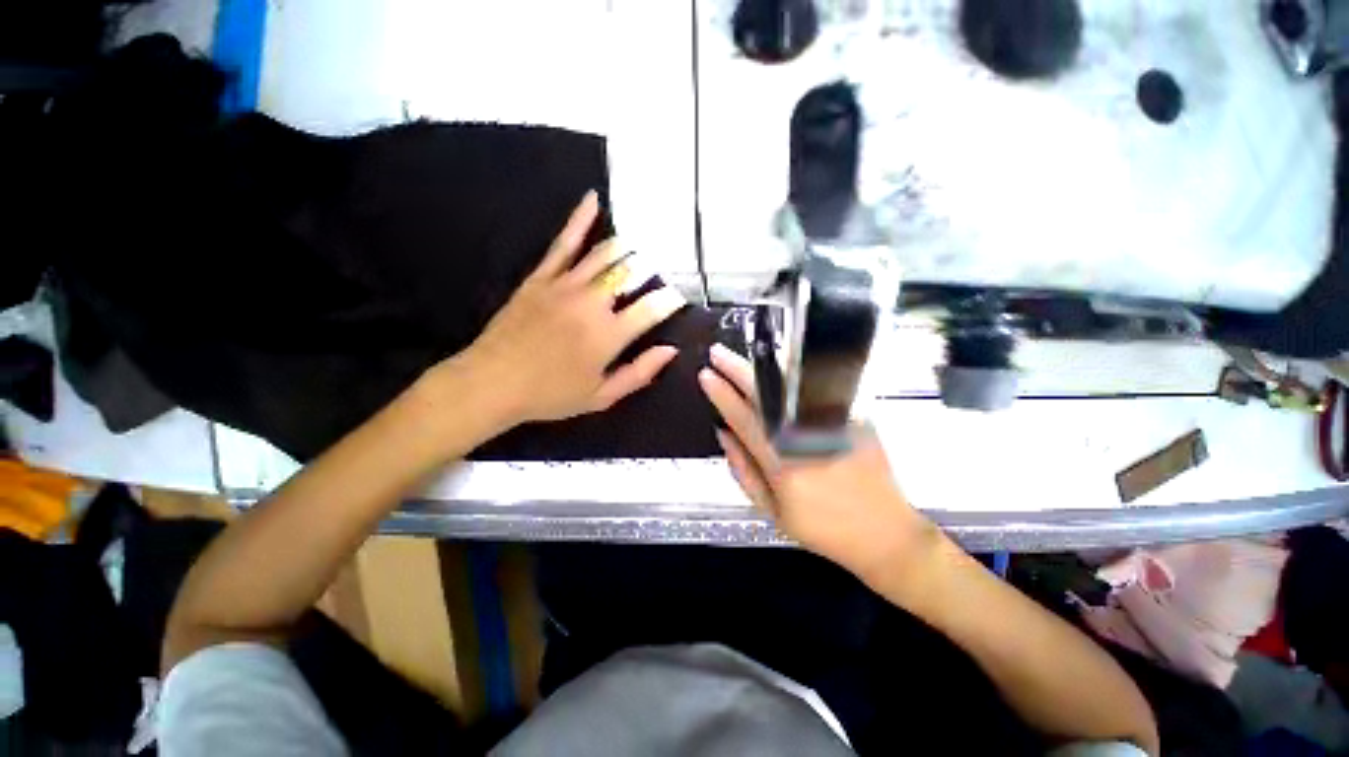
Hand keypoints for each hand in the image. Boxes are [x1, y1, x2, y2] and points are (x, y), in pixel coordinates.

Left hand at [453, 191, 684, 427]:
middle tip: (662, 271)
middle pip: (632, 273)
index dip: (670, 299)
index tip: (678, 297)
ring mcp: (564, 285)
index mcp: (608, 335)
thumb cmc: (551, 395)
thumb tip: (670, 350)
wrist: (492, 383)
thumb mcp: (602, 396)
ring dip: (630, 247)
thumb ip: (639, 373)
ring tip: (644, 246)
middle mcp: (591, 303)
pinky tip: (593, 200)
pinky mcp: (541, 277)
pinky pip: (564, 243)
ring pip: (605, 253)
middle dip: (653, 270)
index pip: (652, 307)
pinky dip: (580, 219)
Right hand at [699, 344, 942, 585]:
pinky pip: (815, 391)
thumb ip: (742, 469)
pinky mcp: (854, 417)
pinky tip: (778, 370)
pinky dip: (792, 378)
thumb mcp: (771, 510)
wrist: (885, 532)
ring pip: (791, 386)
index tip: (706, 375)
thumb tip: (723, 434)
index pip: (743, 417)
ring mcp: (832, 422)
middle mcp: (806, 436)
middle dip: (737, 368)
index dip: (721, 394)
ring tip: (742, 357)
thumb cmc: (822, 527)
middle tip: (718, 353)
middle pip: (765, 393)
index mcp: (781, 462)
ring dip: (763, 367)